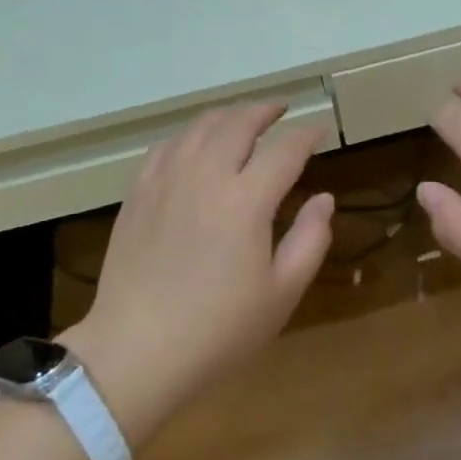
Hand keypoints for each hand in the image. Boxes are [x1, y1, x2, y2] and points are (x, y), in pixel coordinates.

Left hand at [61, 103, 333, 443]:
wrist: (136, 350)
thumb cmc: (218, 329)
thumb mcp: (281, 293)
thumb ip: (310, 239)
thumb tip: (324, 199)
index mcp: (246, 199)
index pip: (285, 149)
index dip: (307, 134)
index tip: (321, 130)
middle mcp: (206, 175)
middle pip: (239, 122)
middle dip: (266, 110)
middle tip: (282, 109)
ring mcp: (166, 179)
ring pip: (201, 126)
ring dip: (228, 115)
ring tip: (244, 119)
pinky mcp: (138, 191)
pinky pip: (168, 145)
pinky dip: (191, 134)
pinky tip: (196, 143)